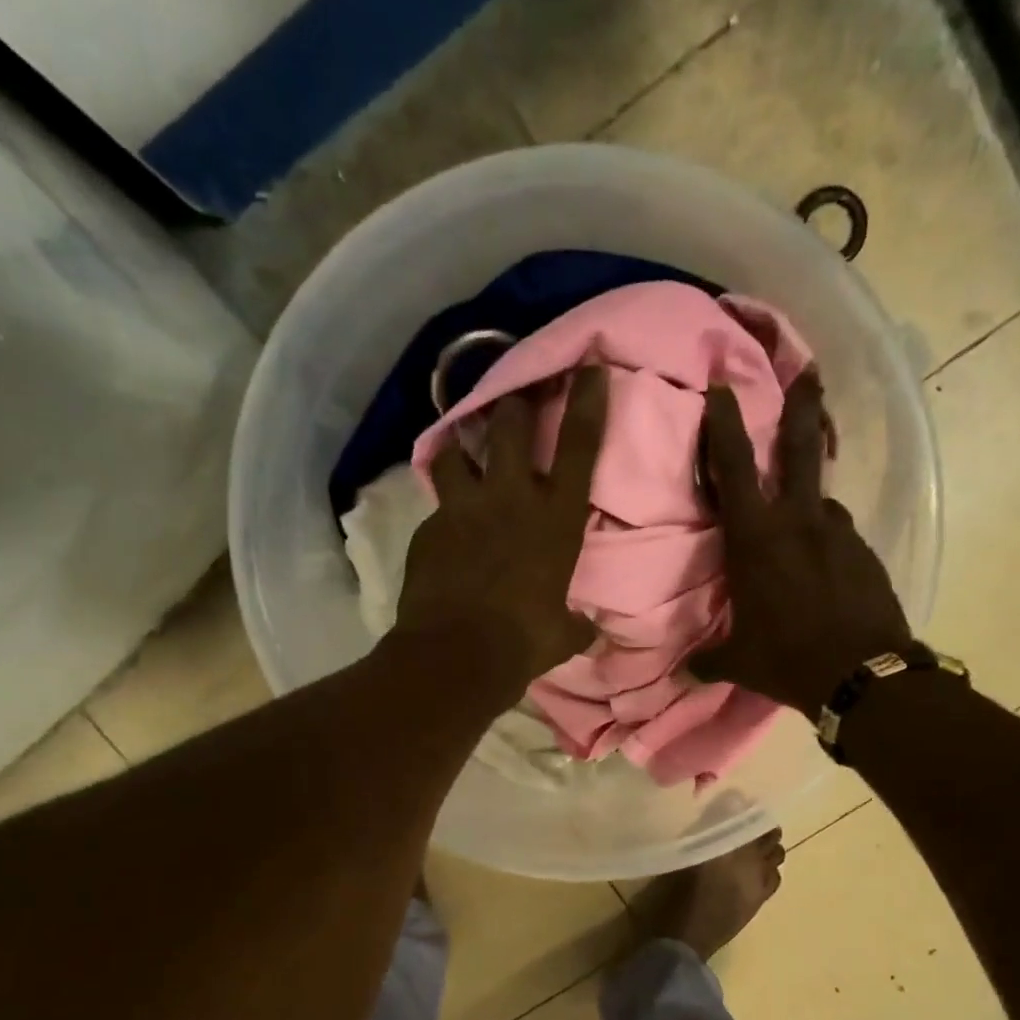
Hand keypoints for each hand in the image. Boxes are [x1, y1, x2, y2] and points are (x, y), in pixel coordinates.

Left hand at [393, 367, 606, 698]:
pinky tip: (445, 525)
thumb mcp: (563, 635)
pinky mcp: (429, 526)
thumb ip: (577, 624)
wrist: (457, 653)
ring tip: (462, 447)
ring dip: (461, 442)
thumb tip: (589, 631)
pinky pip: (437, 503)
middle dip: (514, 401)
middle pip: (509, 424)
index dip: (587, 401)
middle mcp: (511, 498)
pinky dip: (444, 506)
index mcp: (556, 519)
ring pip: (457, 448)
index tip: (590, 366)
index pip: (579, 446)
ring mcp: (464, 507)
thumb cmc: (524, 641)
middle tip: (515, 394)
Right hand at [691, 371, 912, 718]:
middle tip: (809, 372)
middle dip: (802, 404)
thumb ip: (709, 660)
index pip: (732, 468)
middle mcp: (799, 522)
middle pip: (800, 447)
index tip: (721, 388)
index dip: (724, 424)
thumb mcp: (739, 662)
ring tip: (802, 535)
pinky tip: (824, 572)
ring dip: (808, 505)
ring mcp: (839, 533)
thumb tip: (686, 672)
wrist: (862, 675)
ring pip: (821, 501)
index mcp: (756, 539)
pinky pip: (839, 537)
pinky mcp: (866, 552)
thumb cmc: (788, 659)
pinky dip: (827, 544)